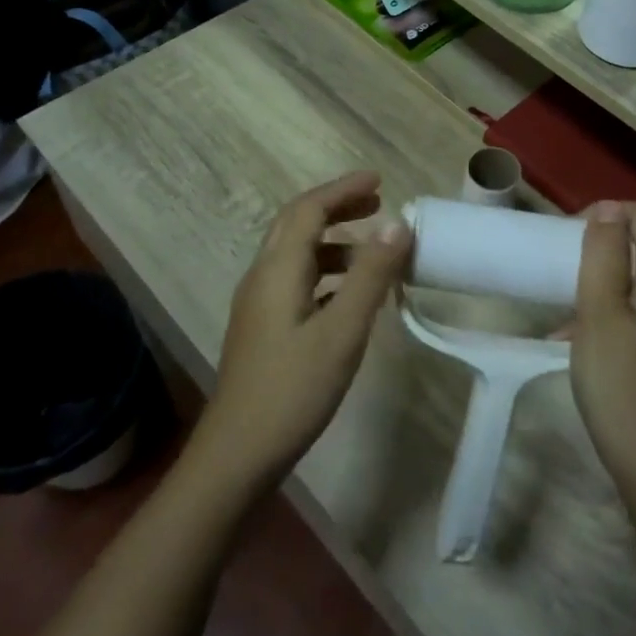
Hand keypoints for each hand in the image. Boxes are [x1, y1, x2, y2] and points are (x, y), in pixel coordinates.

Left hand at [195, 172, 410, 491]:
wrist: (237, 455)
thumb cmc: (293, 389)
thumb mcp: (342, 331)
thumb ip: (371, 276)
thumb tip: (398, 224)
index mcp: (278, 269)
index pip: (309, 209)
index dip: (343, 189)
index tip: (379, 180)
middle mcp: (262, 277)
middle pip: (297, 223)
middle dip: (336, 207)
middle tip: (376, 203)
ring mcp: (258, 304)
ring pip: (296, 254)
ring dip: (333, 241)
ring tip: (373, 252)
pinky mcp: (262, 328)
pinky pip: (296, 280)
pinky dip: (326, 271)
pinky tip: (348, 295)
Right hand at [563, 201, 635, 491]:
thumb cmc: (618, 380)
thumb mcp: (600, 311)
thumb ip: (604, 256)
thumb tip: (608, 209)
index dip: (605, 213)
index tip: (567, 235)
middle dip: (595, 246)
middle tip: (558, 266)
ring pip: (628, 280)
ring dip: (593, 280)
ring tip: (558, 301)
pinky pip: (627, 310)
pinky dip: (599, 311)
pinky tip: (569, 338)